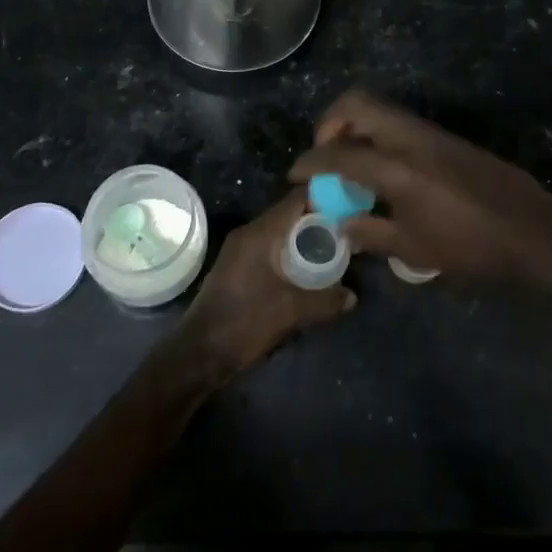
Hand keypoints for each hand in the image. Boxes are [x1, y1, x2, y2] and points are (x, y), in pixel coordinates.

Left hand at [175, 187, 354, 378]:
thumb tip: (353, 296)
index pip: (297, 198)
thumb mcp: (290, 311)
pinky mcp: (237, 267)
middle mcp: (249, 233)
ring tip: (331, 249)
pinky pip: (269, 247)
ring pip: (279, 232)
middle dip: (317, 220)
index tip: (349, 207)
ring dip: (302, 238)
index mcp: (260, 232)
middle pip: (289, 213)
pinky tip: (305, 270)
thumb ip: (325, 300)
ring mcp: (240, 250)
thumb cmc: (245, 322)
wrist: (199, 353)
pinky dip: (288, 251)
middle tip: (346, 231)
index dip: (324, 197)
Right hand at [289, 90, 551, 286]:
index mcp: (396, 167)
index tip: (295, 174)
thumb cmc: (470, 246)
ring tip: (350, 161)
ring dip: (356, 125)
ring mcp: (430, 132)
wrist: (530, 229)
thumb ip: (371, 233)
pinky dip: (379, 133)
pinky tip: (383, 168)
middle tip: (325, 154)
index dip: (310, 162)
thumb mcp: (414, 248)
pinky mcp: (445, 137)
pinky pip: (399, 121)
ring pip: (380, 108)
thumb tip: (342, 226)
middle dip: (330, 122)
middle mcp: (409, 138)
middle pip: (357, 103)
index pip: (339, 154)